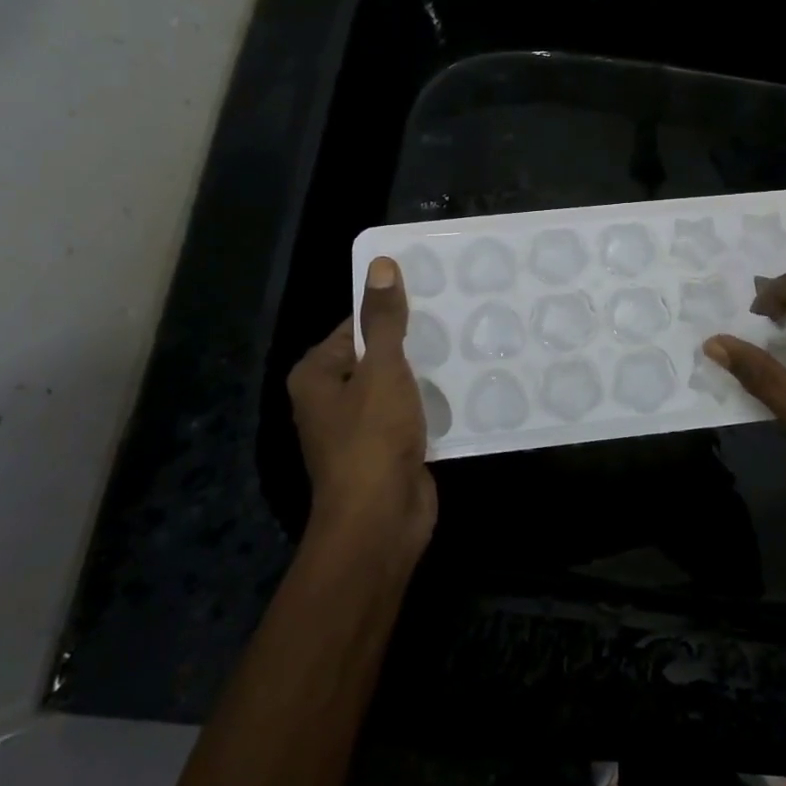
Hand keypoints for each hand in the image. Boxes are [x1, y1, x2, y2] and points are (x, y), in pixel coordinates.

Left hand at [287, 256, 436, 558]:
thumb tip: (382, 265)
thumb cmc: (371, 438)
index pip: (356, 326)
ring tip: (468, 344)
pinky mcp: (388, 449)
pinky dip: (433, 402)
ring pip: (397, 385)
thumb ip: (385, 319)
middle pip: (377, 355)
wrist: (381, 520)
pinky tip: (466, 386)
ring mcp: (361, 426)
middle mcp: (332, 398)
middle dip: (414, 341)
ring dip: (427, 373)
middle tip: (458, 317)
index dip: (390, 309)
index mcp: (317, 374)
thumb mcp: (381, 369)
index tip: (433, 294)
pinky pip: (411, 413)